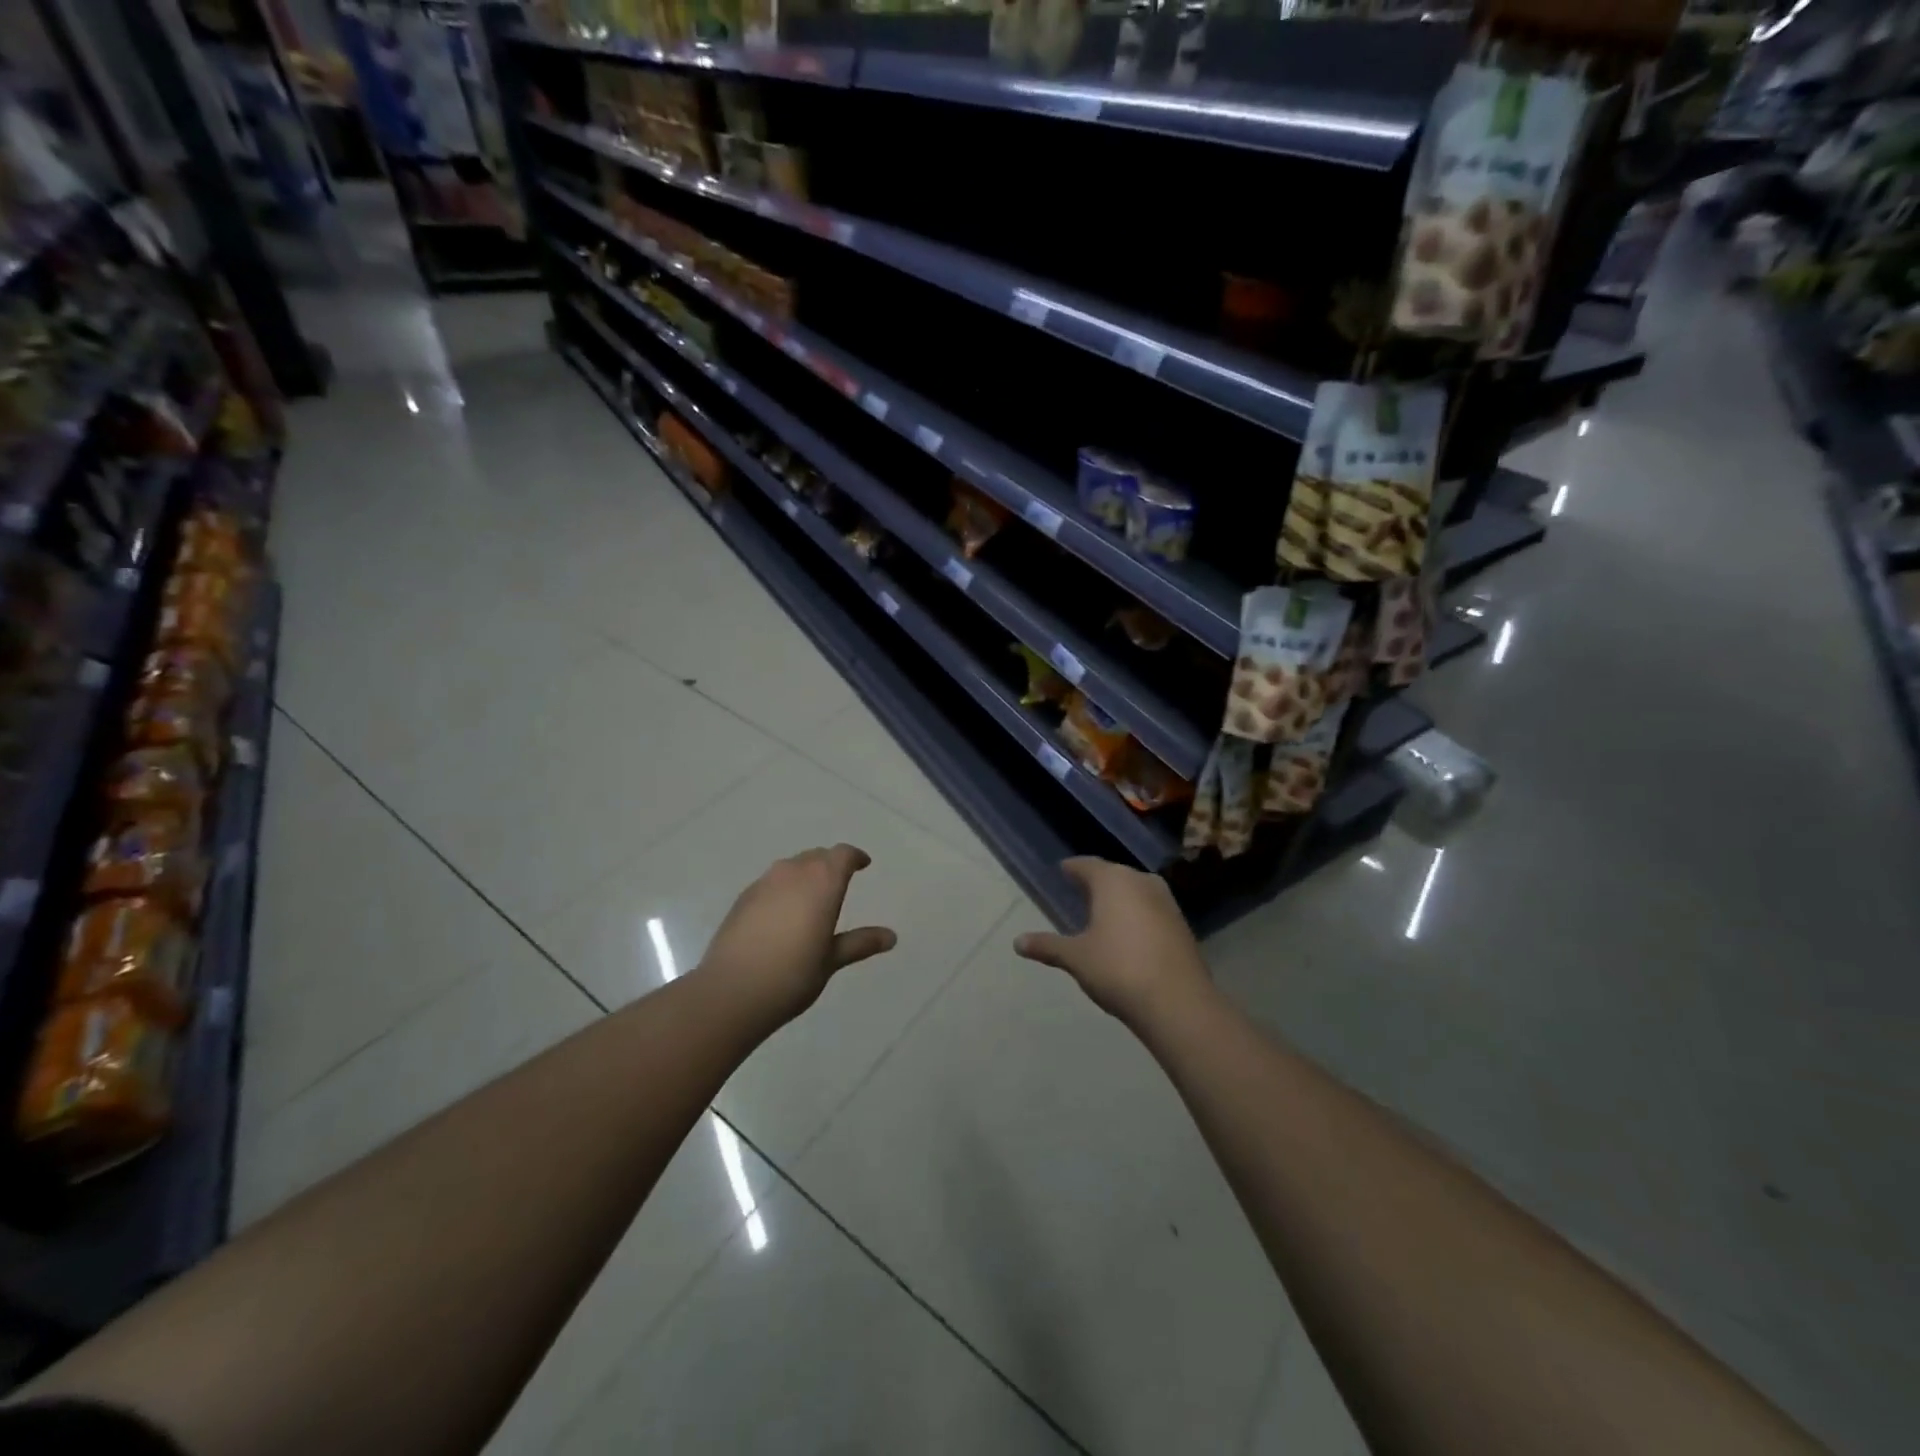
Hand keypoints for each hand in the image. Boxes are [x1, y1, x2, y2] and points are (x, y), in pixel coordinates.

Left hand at [697, 844, 896, 1023]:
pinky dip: (783, 889)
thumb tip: (891, 937)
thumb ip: (860, 943)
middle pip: (816, 856)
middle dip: (830, 864)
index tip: (863, 865)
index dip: (854, 857)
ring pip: (791, 866)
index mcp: (822, 882)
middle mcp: (793, 872)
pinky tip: (782, 914)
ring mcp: (764, 883)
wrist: (732, 991)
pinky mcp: (743, 898)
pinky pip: (771, 882)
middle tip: (840, 882)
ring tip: (811, 897)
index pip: (842, 855)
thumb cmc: (792, 975)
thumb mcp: (831, 960)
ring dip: (805, 874)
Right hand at [1014, 858, 1211, 1026]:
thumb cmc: (1118, 969)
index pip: (1087, 865)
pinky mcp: (1182, 925)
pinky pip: (1152, 909)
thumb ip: (1048, 946)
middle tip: (1079, 890)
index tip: (1063, 871)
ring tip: (1103, 911)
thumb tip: (1017, 942)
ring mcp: (1166, 902)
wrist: (1178, 1002)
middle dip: (1097, 882)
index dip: (1073, 868)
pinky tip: (1129, 932)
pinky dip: (1137, 914)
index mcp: (1113, 881)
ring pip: (1136, 890)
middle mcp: (1141, 882)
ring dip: (1120, 898)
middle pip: (1114, 875)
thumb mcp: (1076, 958)